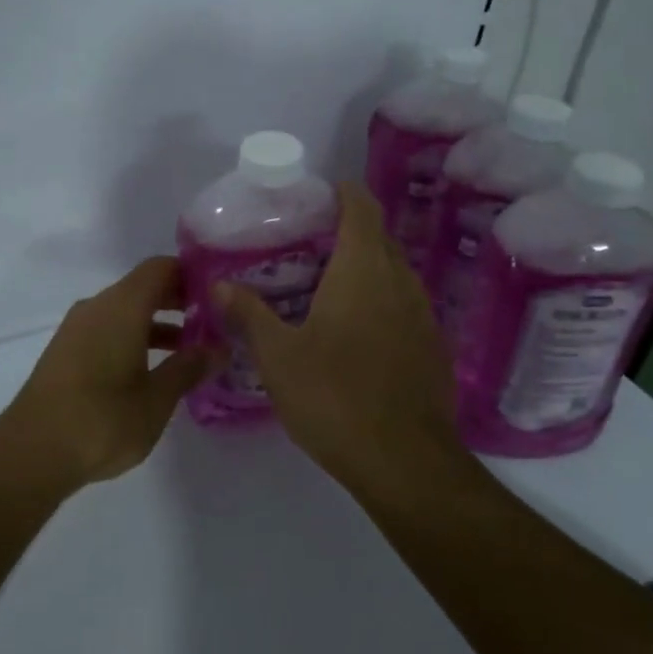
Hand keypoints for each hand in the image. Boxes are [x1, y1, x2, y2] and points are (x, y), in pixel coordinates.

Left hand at [0, 257, 212, 487]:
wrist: (30, 453)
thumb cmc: (102, 420)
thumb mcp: (157, 399)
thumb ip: (189, 368)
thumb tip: (219, 348)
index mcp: (122, 306)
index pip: (162, 268)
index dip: (192, 275)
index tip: (220, 294)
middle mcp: (97, 307)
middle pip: (144, 288)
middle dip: (179, 301)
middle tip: (215, 323)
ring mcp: (77, 329)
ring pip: (126, 312)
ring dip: (158, 324)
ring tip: (192, 351)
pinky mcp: (66, 353)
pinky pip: (108, 331)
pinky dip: (135, 340)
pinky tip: (153, 372)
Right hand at [214, 183, 460, 483]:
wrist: (405, 461)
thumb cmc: (335, 396)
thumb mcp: (278, 356)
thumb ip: (249, 315)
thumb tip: (219, 285)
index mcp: (363, 270)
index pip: (362, 208)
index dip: (344, 192)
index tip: (319, 194)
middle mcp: (400, 282)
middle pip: (379, 238)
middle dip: (349, 230)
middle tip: (308, 240)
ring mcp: (423, 315)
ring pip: (394, 272)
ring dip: (366, 266)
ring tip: (327, 283)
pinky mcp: (433, 347)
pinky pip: (404, 305)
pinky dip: (380, 300)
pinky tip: (355, 330)